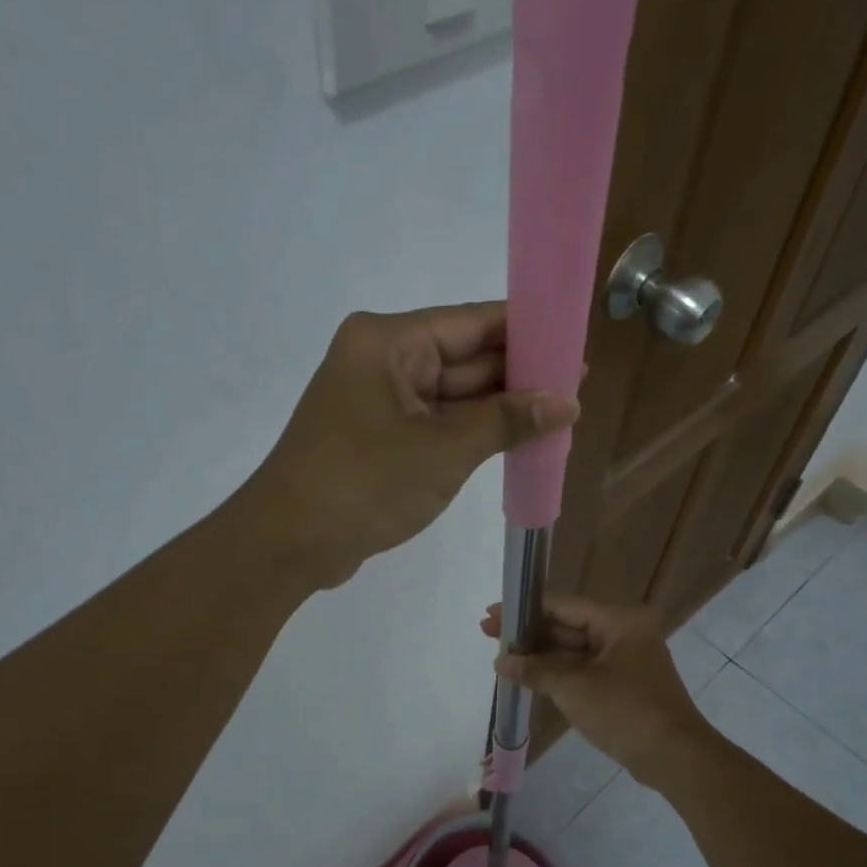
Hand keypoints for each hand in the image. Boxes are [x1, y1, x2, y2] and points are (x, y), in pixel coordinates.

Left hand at [251, 303, 579, 587]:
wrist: (290, 543)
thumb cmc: (365, 484)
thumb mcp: (444, 450)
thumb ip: (507, 421)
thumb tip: (567, 401)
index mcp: (389, 342)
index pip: (472, 322)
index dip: (527, 332)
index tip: (574, 342)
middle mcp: (382, 361)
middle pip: (463, 358)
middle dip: (517, 376)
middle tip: (577, 388)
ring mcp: (378, 402)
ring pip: (452, 396)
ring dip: (497, 410)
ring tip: (559, 416)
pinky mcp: (378, 439)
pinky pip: (435, 425)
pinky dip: (471, 434)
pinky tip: (515, 441)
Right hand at [481, 597, 710, 780]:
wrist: (674, 757)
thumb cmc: (625, 712)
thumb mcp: (574, 688)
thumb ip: (535, 669)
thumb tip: (501, 661)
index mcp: (620, 621)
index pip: (563, 605)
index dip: (524, 609)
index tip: (491, 614)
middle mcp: (625, 633)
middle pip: (568, 625)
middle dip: (529, 633)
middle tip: (488, 635)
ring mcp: (626, 660)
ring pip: (574, 650)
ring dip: (540, 655)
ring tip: (502, 658)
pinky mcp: (624, 685)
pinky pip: (584, 670)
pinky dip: (558, 673)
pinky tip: (529, 676)